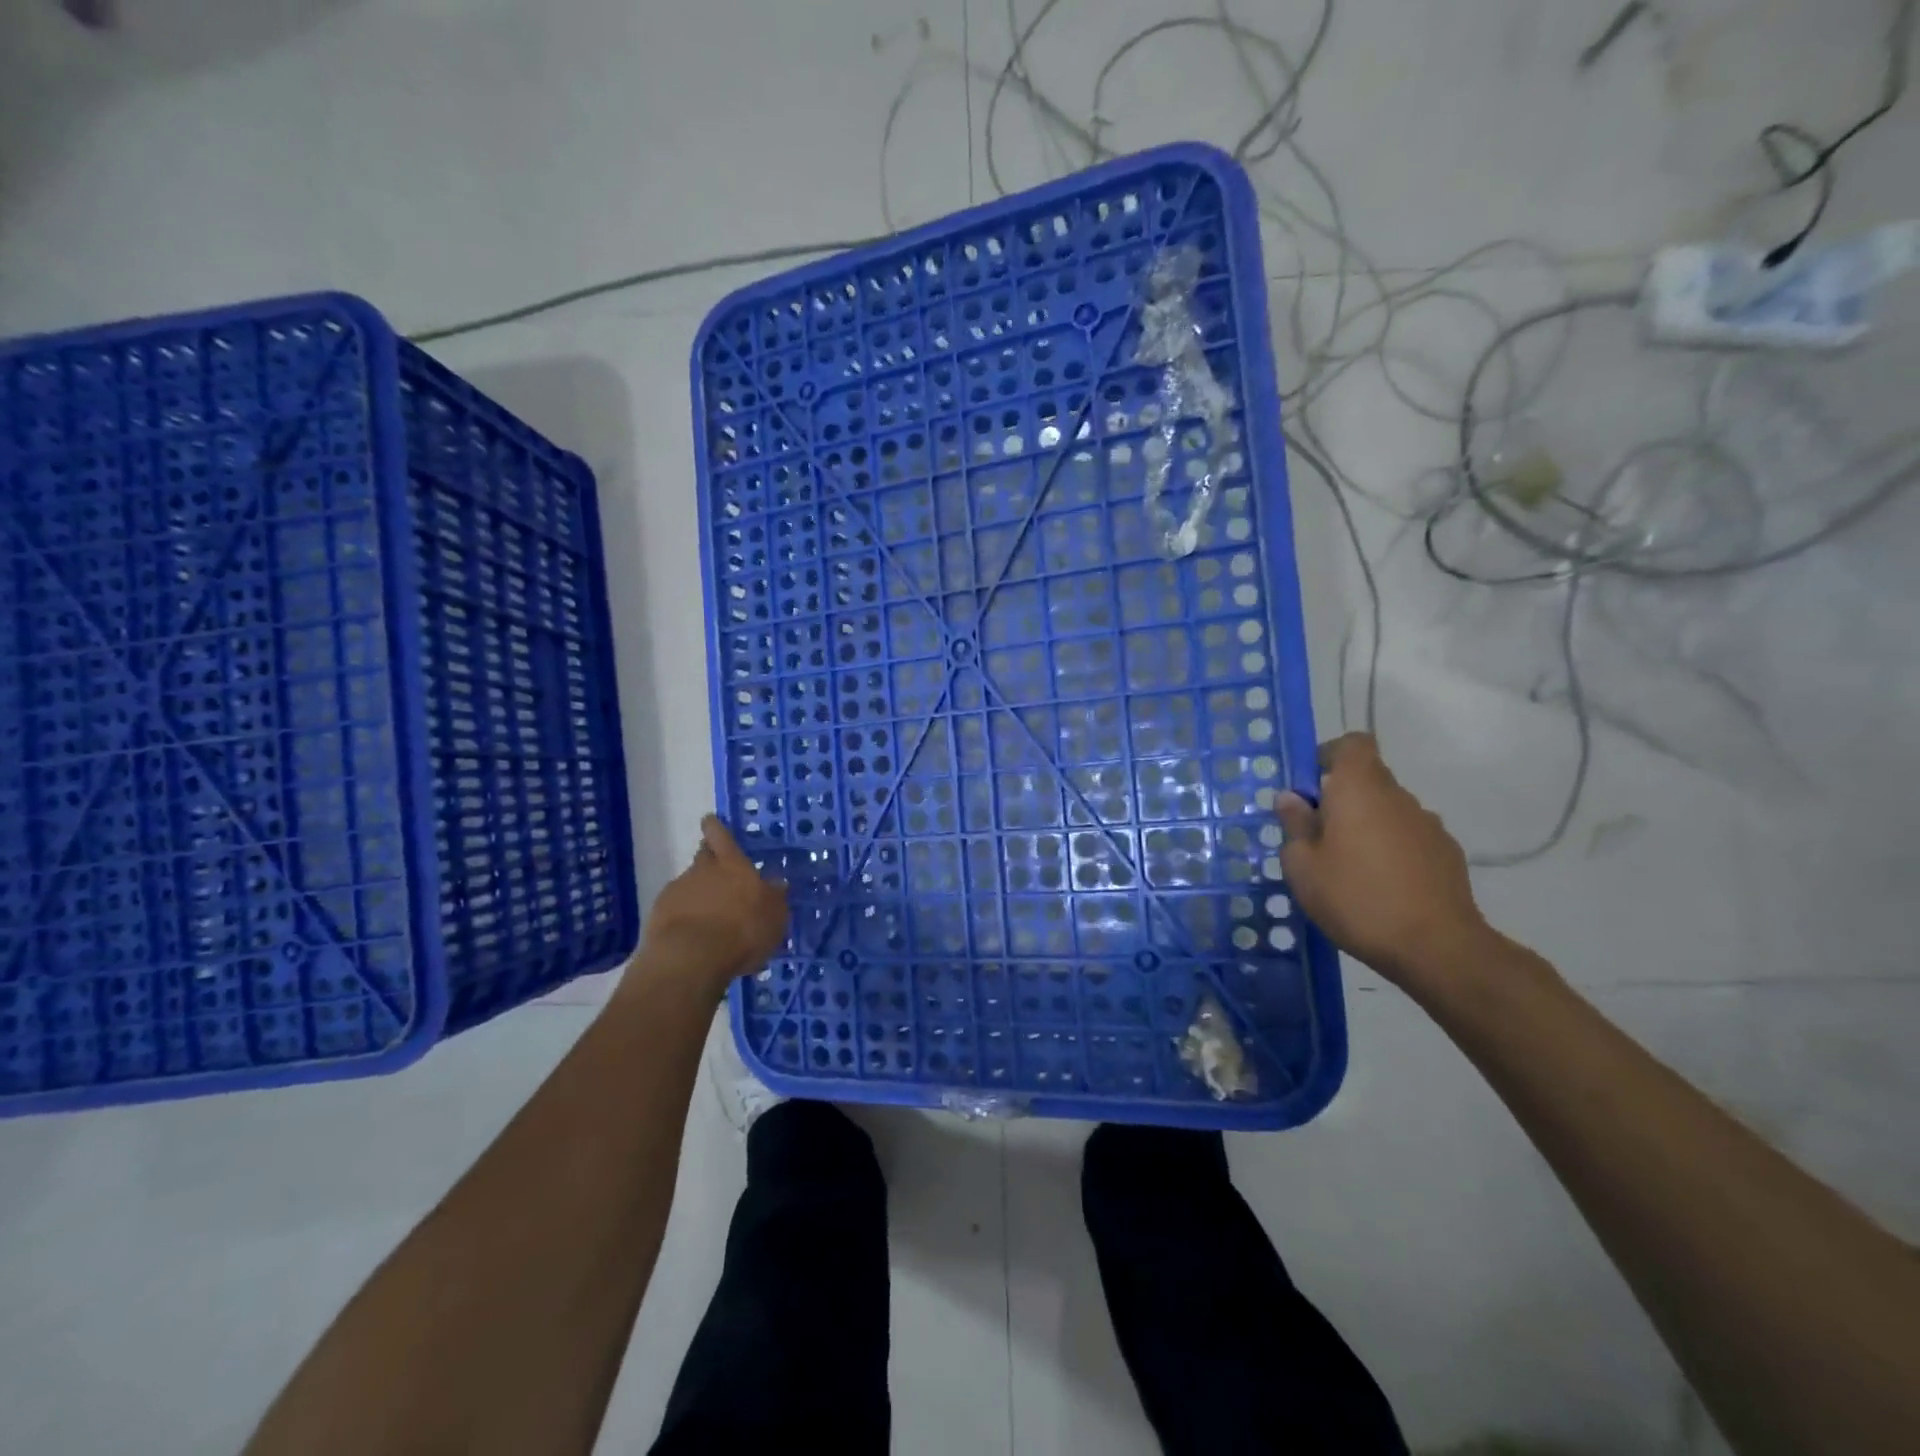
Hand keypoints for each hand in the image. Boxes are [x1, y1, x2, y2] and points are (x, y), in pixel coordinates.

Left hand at [637, 816, 788, 991]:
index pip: (722, 836)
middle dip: (708, 858)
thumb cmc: (742, 931)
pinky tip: (691, 932)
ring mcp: (678, 890)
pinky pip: (674, 907)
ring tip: (707, 915)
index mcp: (733, 865)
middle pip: (703, 855)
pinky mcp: (659, 914)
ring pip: (689, 883)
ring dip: (697, 893)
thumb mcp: (774, 916)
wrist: (691, 958)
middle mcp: (703, 870)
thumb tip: (777, 883)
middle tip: (717, 871)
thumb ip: (774, 897)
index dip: (716, 827)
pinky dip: (682, 914)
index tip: (709, 820)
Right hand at [1275, 734, 1491, 988]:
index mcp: (1360, 789)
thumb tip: (1291, 798)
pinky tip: (1380, 888)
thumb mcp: (1303, 866)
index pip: (1352, 744)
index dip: (1329, 755)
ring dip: (1366, 827)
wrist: (1437, 947)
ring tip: (1348, 870)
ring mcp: (1428, 826)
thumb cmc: (1356, 898)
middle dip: (1340, 799)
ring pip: (1388, 812)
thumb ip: (1295, 825)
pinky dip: (1391, 851)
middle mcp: (1398, 797)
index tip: (1310, 785)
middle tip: (1316, 838)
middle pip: (1368, 780)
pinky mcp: (1448, 855)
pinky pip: (1408, 839)